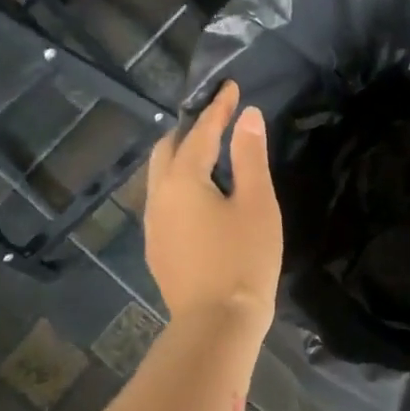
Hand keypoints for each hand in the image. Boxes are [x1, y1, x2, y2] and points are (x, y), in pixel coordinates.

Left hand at [144, 80, 281, 336]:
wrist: (217, 323)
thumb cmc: (244, 258)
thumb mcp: (256, 203)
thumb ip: (249, 156)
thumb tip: (248, 116)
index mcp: (182, 180)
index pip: (200, 132)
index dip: (218, 108)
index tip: (231, 87)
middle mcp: (158, 196)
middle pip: (167, 150)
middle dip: (190, 129)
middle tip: (217, 120)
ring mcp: (153, 225)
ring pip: (161, 177)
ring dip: (182, 157)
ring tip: (209, 155)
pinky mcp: (158, 248)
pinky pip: (164, 201)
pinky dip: (180, 184)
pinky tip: (200, 197)